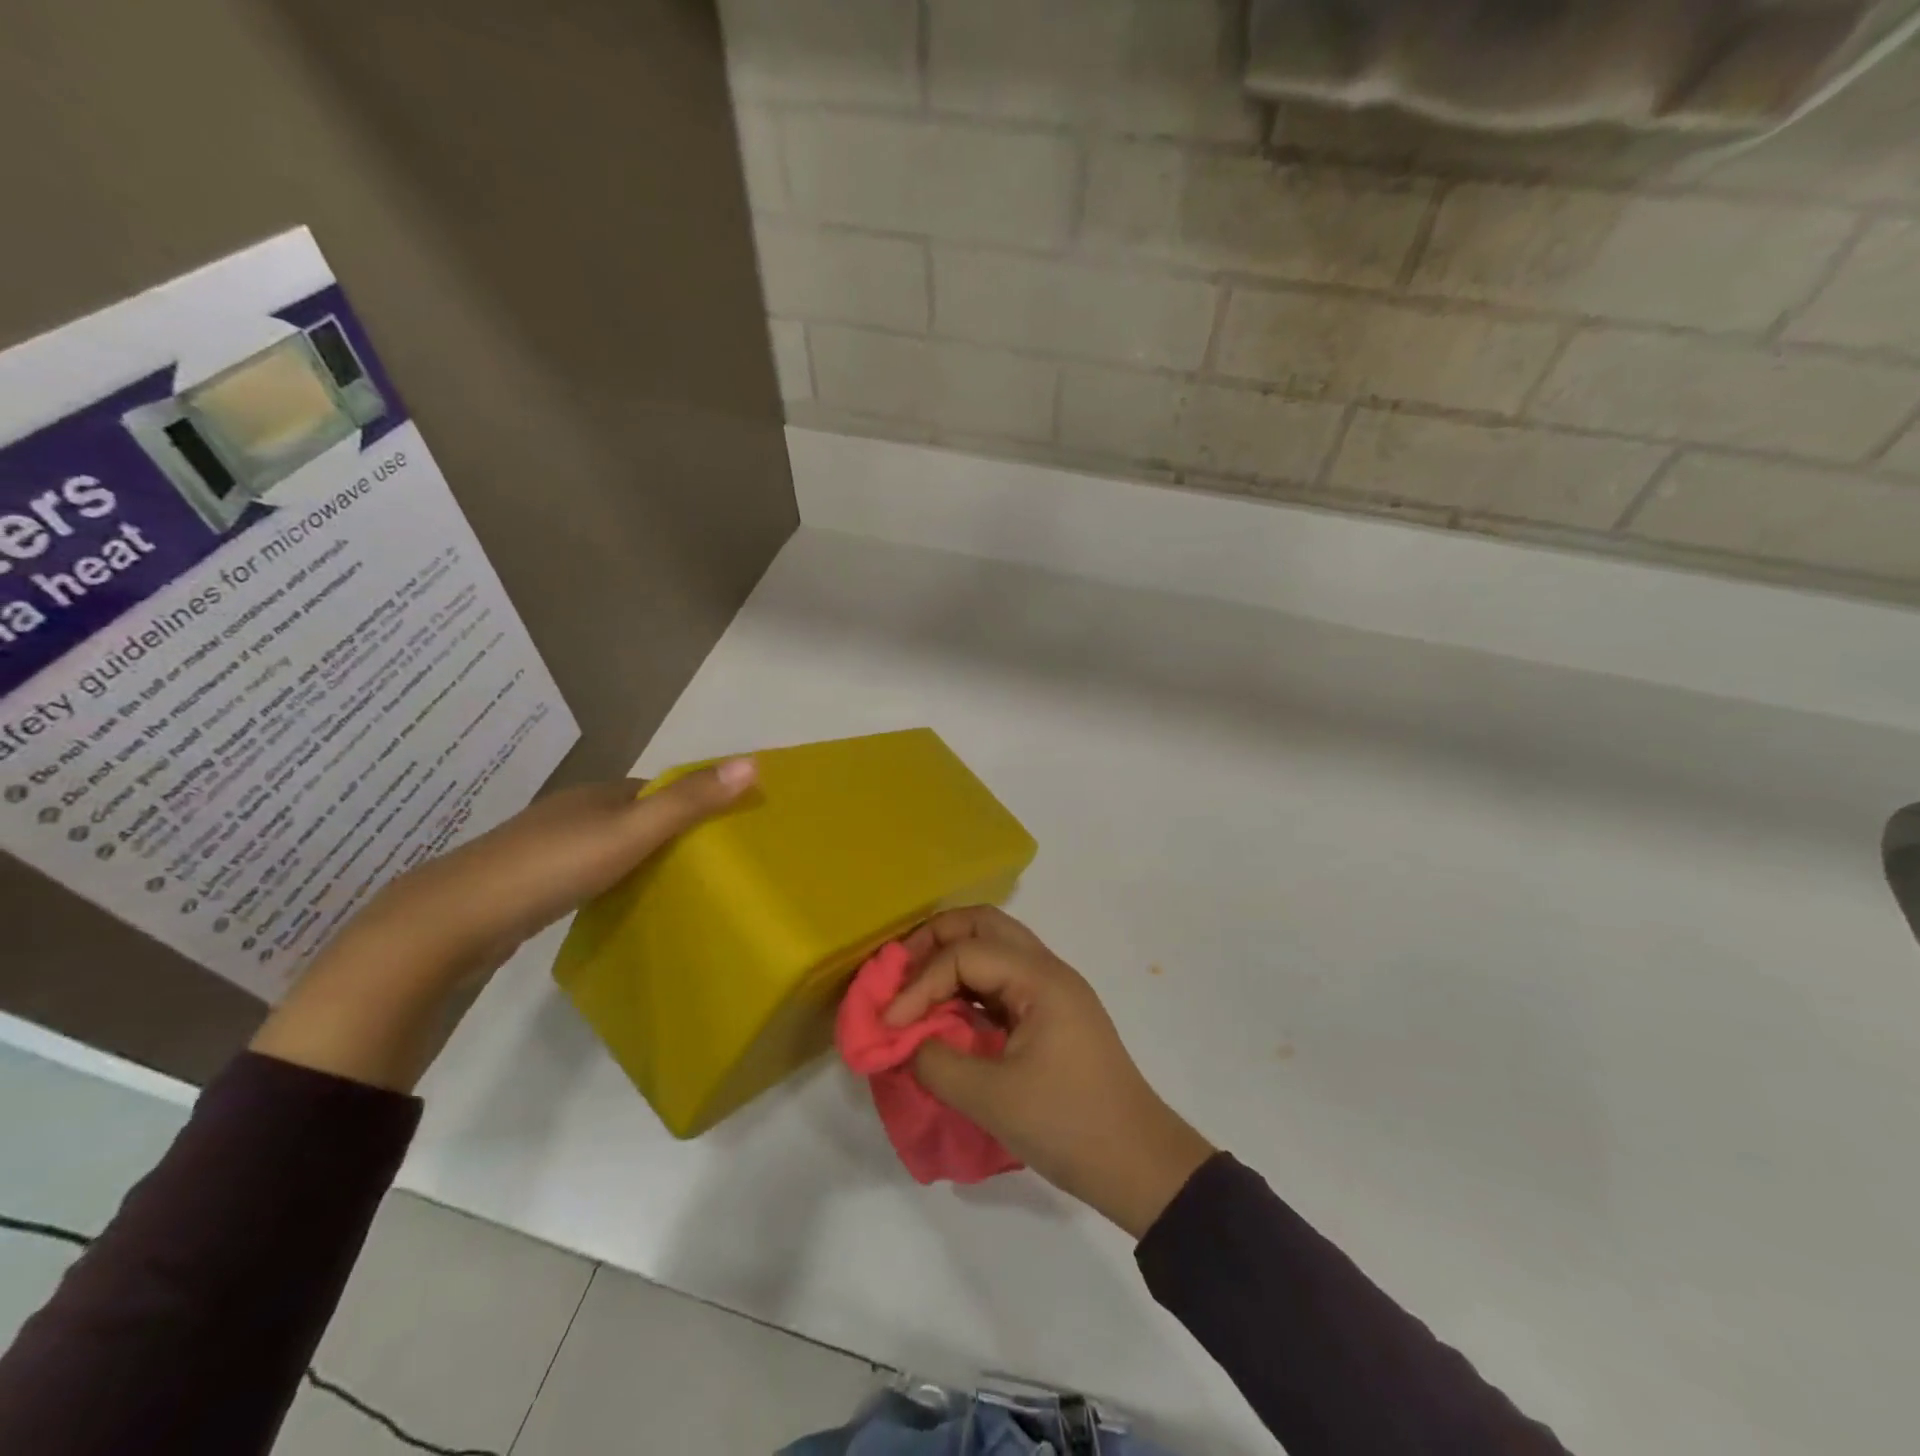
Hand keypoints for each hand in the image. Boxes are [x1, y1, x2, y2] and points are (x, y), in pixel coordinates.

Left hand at [250, 759, 755, 1090]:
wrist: (451, 922)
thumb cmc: (550, 868)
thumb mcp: (630, 833)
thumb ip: (689, 802)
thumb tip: (754, 762)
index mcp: (598, 794)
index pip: (661, 788)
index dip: (696, 800)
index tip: (730, 828)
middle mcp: (573, 812)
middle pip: (636, 814)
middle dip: (672, 830)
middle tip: (711, 863)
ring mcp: (546, 847)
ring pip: (610, 843)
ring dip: (641, 856)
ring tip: (676, 884)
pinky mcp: (529, 883)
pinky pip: (587, 870)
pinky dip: (612, 877)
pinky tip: (619, 899)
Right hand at [886, 907, 1213, 1238]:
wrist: (1139, 1164)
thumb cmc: (1069, 1125)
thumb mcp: (992, 1099)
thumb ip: (935, 1062)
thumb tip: (902, 1041)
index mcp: (1040, 978)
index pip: (965, 954)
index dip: (919, 983)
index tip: (889, 1023)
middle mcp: (1047, 969)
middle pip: (983, 925)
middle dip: (934, 941)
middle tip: (897, 972)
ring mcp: (1051, 990)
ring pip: (994, 946)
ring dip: (951, 959)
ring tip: (913, 989)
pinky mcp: (1050, 1014)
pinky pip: (1001, 979)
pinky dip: (967, 985)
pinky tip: (944, 1012)